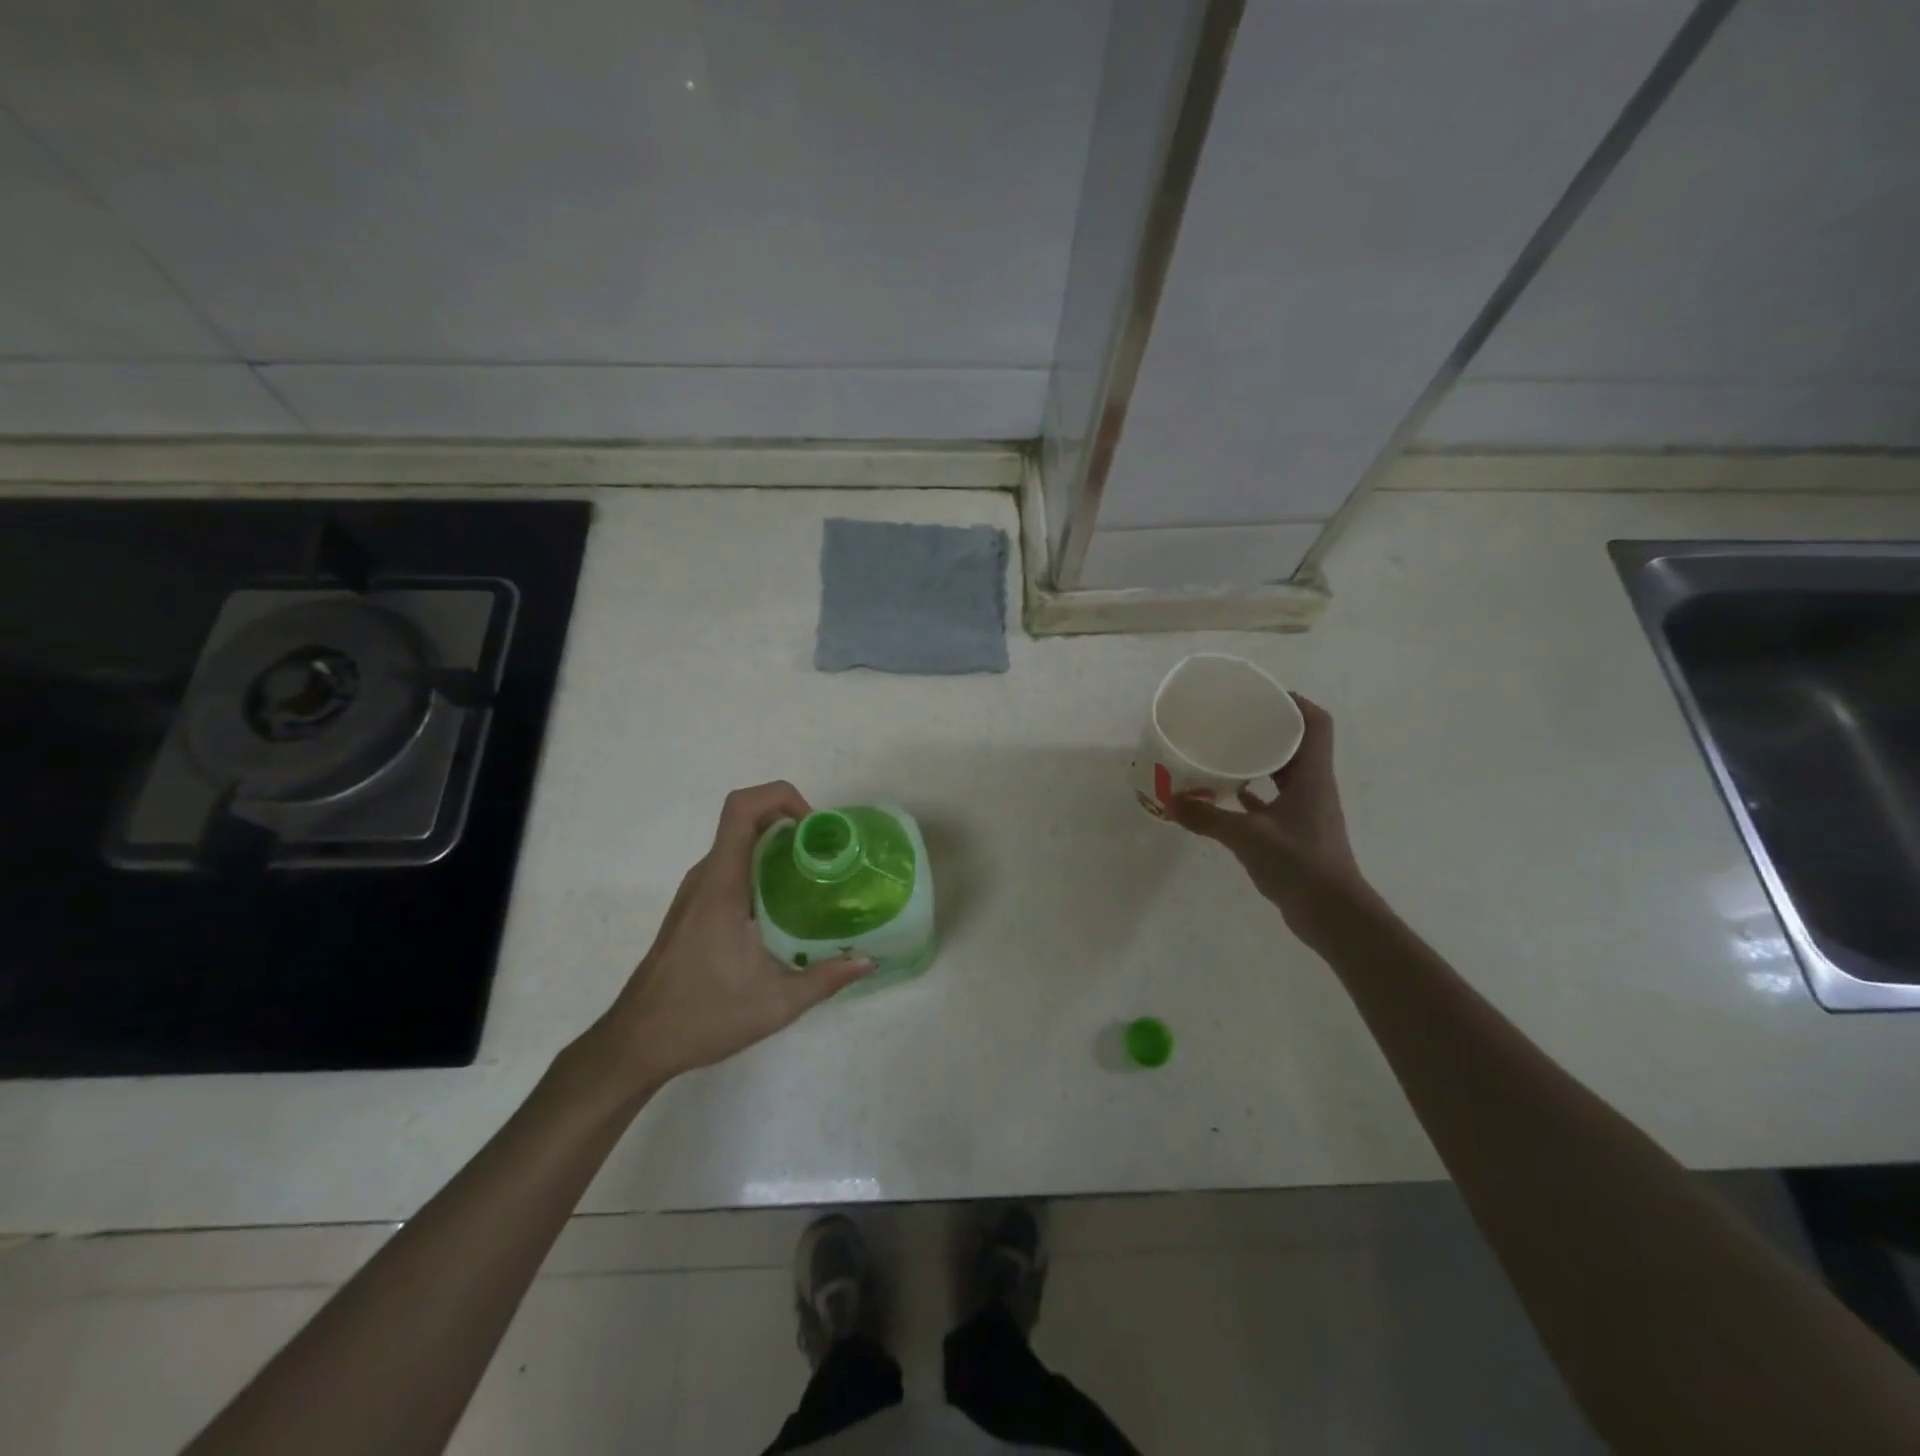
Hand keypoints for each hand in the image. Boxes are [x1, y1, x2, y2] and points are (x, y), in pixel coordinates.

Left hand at [582, 782, 871, 1093]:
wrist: (637, 1042)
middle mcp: (706, 877)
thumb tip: (867, 962)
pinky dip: (761, 868)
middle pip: (745, 820)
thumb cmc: (703, 1016)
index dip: (781, 797)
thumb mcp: (776, 1003)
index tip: (815, 827)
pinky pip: (731, 868)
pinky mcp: (694, 908)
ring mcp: (696, 891)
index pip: (742, 809)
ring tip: (815, 876)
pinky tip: (785, 906)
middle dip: (790, 822)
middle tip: (828, 852)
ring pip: (738, 844)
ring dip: (776, 846)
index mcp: (722, 885)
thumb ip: (825, 979)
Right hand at [1169, 696, 1375, 943]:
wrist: (1333, 915)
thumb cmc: (1299, 864)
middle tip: (1234, 721)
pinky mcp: (1298, 833)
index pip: (1316, 724)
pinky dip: (1253, 795)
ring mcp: (1307, 811)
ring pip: (1285, 773)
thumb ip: (1209, 818)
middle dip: (1269, 729)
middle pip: (1298, 744)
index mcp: (1312, 776)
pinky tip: (1226, 797)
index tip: (1263, 695)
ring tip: (1225, 753)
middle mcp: (1314, 787)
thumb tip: (1171, 802)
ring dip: (1260, 762)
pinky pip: (1274, 802)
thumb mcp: (1247, 837)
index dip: (1295, 703)